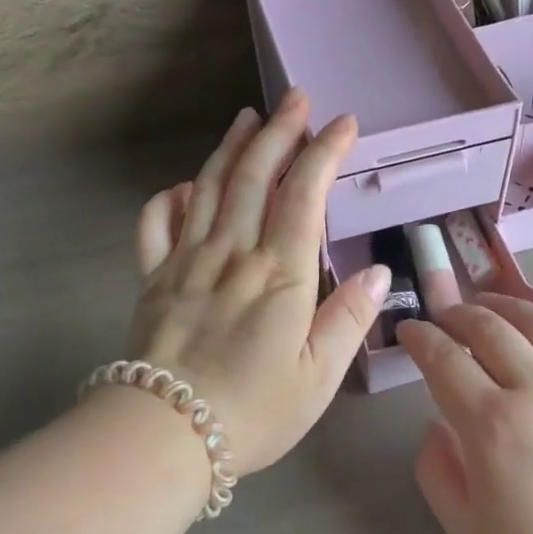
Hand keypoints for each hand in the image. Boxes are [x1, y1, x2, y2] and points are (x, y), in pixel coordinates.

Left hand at [129, 90, 390, 479]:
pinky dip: (171, 197)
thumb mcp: (318, 376)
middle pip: (255, 176)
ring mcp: (187, 261)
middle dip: (278, 132)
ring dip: (231, 148)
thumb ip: (348, 319)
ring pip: (210, 188)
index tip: (343, 123)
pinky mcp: (153, 278)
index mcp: (279, 274)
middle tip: (294, 99)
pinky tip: (186, 185)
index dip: (325, 152)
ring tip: (247, 118)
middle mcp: (232, 254)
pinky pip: (157, 224)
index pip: (304, 195)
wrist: (164, 434)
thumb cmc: (253, 411)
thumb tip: (378, 271)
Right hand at [396, 278, 532, 533]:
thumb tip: (436, 422)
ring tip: (487, 303)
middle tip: (442, 318)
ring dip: (507, 304)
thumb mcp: (464, 526)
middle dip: (455, 314)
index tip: (408, 330)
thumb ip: (436, 467)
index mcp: (492, 423)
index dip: (419, 337)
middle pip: (487, 328)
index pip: (443, 359)